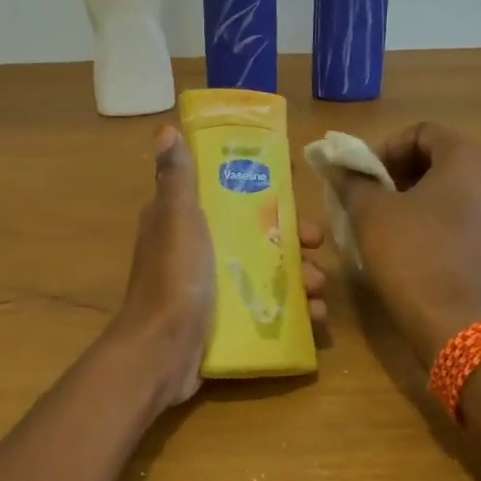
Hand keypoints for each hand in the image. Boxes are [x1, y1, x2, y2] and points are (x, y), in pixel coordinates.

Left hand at [112, 126, 329, 407]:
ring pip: (268, 275)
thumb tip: (166, 129)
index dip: (265, 194)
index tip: (296, 196)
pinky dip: (294, 314)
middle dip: (293, 242)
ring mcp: (213, 291)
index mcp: (186, 223)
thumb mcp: (177, 219)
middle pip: (257, 237)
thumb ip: (177, 178)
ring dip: (300, 280)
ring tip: (319, 291)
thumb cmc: (174, 278)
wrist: (161, 351)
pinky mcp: (226, 324)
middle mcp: (199, 253)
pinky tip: (316, 320)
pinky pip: (268, 311)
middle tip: (315, 248)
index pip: (231, 197)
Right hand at [321, 121, 480, 361]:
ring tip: (375, 217)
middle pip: (433, 156)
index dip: (384, 148)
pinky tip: (397, 238)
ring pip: (442, 186)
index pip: (420, 132)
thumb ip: (352, 180)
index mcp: (466, 158)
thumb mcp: (370, 211)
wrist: (448, 319)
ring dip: (405, 194)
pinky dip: (423, 215)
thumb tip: (336, 165)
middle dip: (393, 171)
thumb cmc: (409, 253)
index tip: (361, 175)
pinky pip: (452, 211)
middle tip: (364, 194)